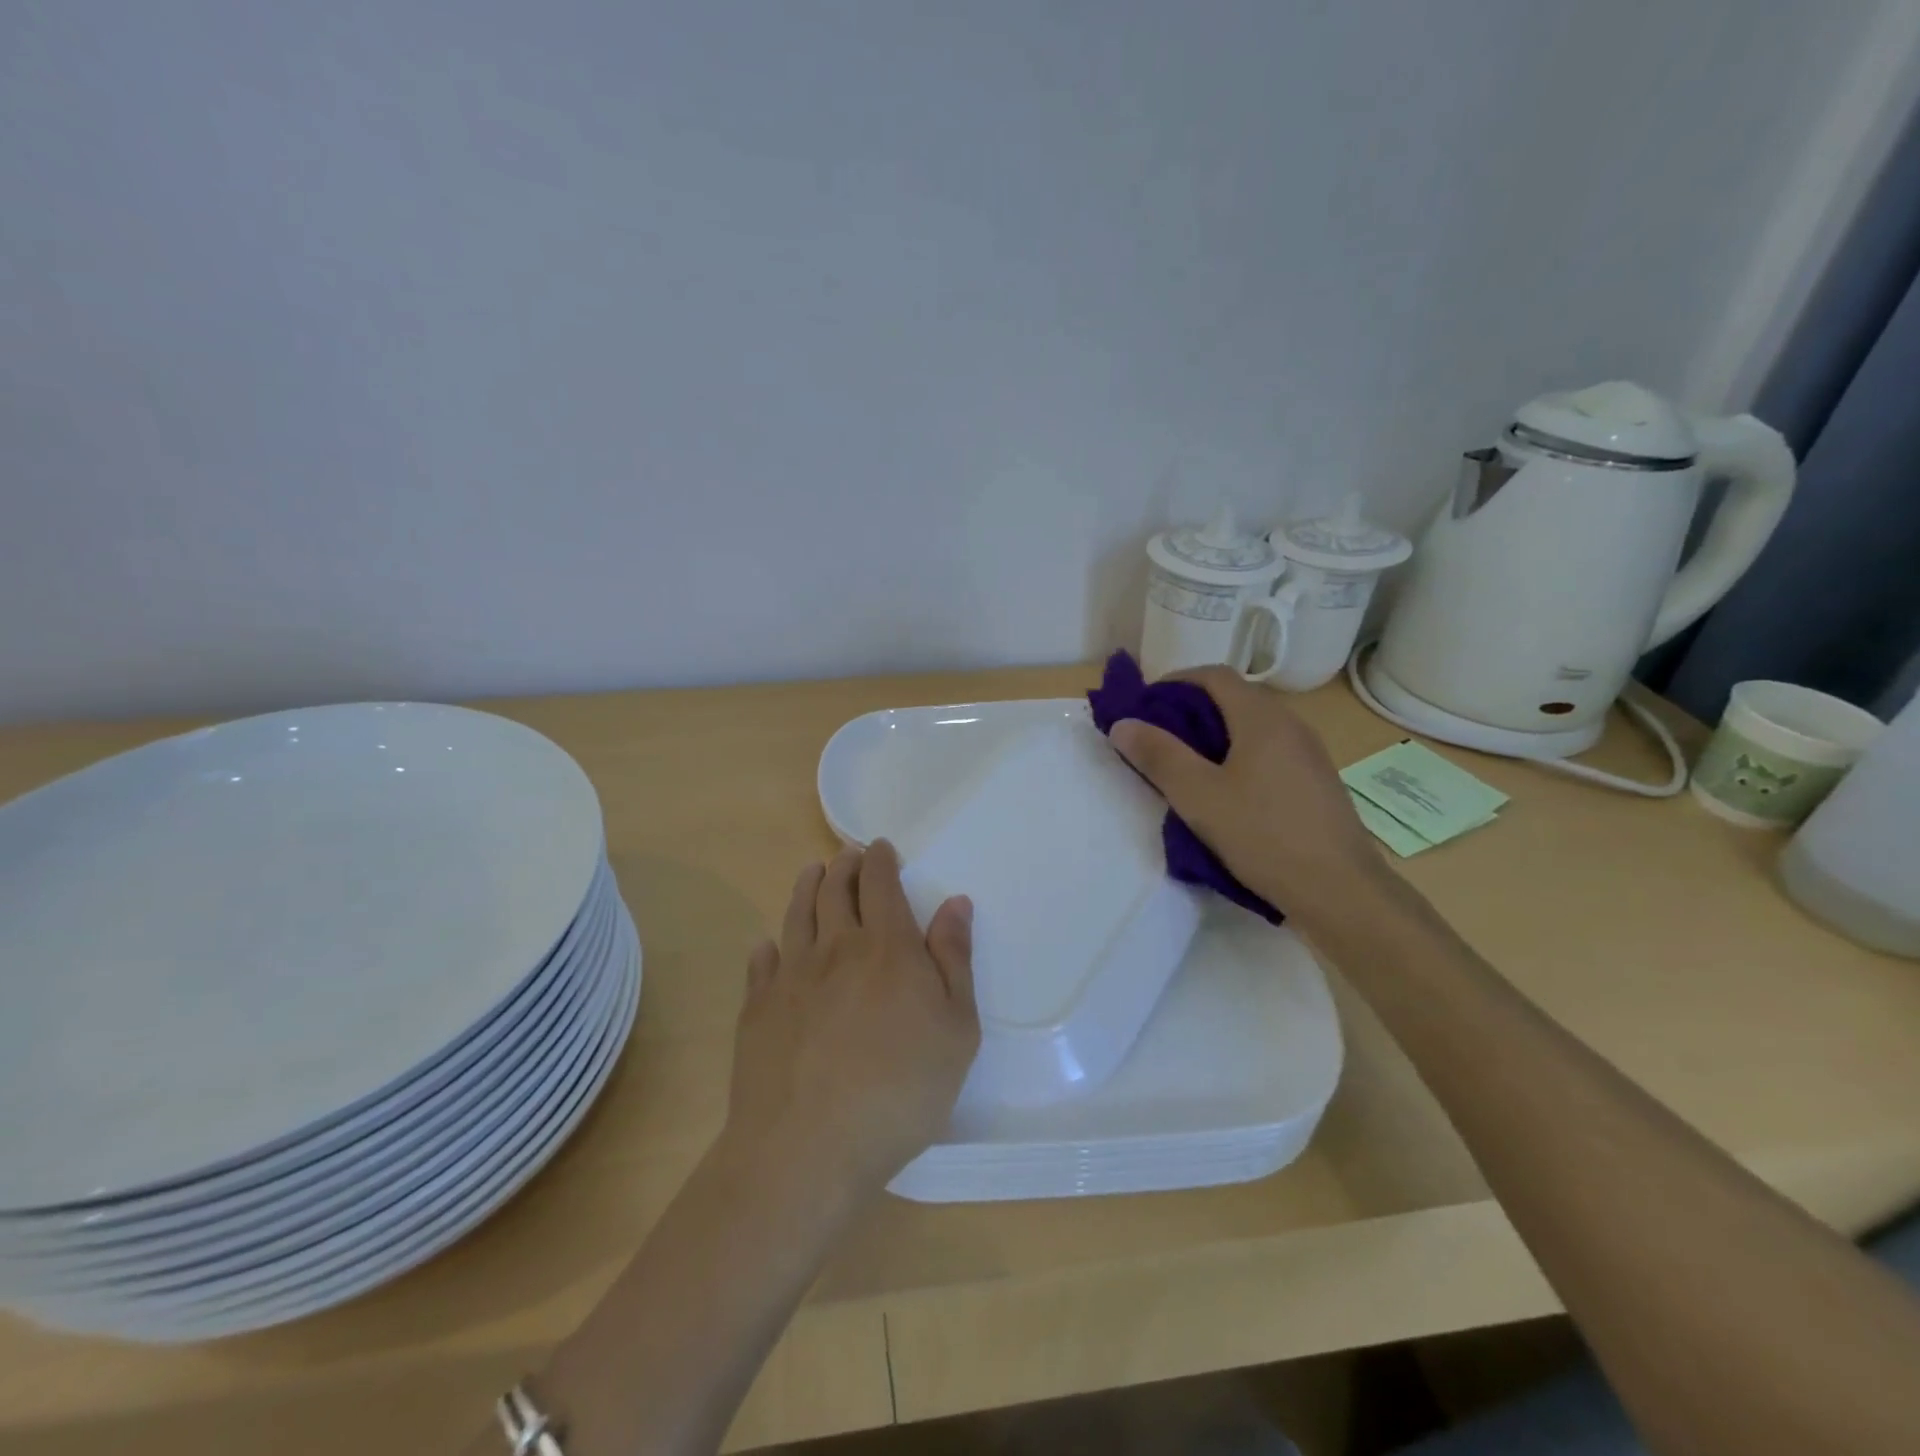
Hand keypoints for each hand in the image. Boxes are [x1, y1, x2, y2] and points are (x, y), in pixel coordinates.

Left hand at [723, 840, 979, 1202]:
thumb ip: (954, 960)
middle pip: (834, 890)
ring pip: (797, 915)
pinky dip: (768, 946)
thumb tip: (955, 903)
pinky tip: (768, 946)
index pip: (881, 885)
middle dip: (844, 866)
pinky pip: (762, 963)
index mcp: (887, 947)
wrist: (809, 1145)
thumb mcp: (956, 1029)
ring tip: (812, 873)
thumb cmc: (900, 1089)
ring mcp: (791, 976)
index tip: (880, 848)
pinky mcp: (758, 1008)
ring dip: (806, 887)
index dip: (881, 861)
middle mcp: (835, 948)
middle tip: (848, 855)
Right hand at [1110, 667, 1386, 922]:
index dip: (1174, 681)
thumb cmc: (1263, 836)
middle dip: (1190, 709)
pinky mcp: (1316, 783)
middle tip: (1156, 737)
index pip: (1214, 675)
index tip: (1144, 705)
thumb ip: (1159, 756)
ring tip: (1185, 766)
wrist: (1341, 891)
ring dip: (1214, 735)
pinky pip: (1269, 752)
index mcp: (1262, 718)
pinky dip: (1238, 756)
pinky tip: (1226, 793)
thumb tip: (1123, 724)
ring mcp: (1309, 754)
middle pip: (1234, 698)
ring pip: (1252, 727)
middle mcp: (1290, 725)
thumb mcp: (1198, 796)